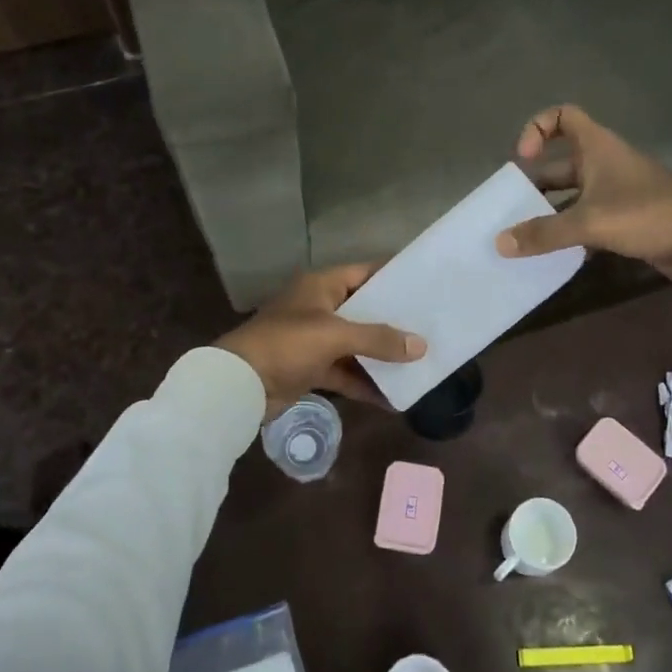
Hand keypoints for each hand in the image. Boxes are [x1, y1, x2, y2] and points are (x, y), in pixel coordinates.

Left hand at [215, 264, 425, 416]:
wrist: (240, 384)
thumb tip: (421, 346)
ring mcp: (314, 339)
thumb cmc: (287, 344)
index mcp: (321, 286)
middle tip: (430, 327)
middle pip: (363, 311)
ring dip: (381, 356)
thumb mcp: (335, 336)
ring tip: (419, 363)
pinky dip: (364, 383)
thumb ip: (378, 339)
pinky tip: (392, 398)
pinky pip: (345, 372)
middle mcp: (319, 307)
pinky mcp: (310, 368)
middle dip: (393, 322)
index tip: (425, 284)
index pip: (364, 273)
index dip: (393, 278)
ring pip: (356, 344)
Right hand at [496, 105, 671, 287]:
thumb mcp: (590, 222)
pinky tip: (554, 254)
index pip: (563, 116)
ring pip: (573, 196)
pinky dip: (570, 233)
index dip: (538, 128)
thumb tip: (499, 243)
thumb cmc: (648, 215)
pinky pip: (587, 220)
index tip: (524, 159)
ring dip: (550, 212)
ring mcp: (617, 193)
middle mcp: (605, 164)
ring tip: (524, 236)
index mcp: (598, 148)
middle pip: (561, 163)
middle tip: (511, 209)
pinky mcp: (626, 220)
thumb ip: (544, 233)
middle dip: (535, 183)